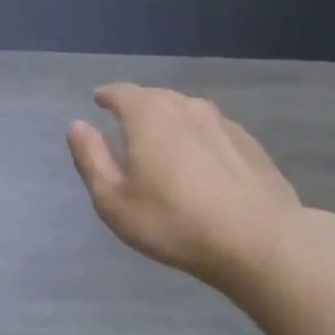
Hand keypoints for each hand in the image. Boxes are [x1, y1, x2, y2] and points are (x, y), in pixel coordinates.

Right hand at [67, 83, 306, 298]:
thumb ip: (90, 158)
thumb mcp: (112, 199)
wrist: (257, 241)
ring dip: (170, 120)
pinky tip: (200, 162)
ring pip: (188, 111)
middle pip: (156, 97)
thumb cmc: (172, 221)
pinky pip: (213, 131)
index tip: (99, 100)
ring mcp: (224, 124)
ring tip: (163, 142)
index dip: (107, 95)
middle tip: (126, 125)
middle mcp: (187, 108)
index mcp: (149, 116)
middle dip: (138, 106)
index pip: (122, 92)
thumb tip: (77, 126)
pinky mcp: (250, 145)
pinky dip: (198, 138)